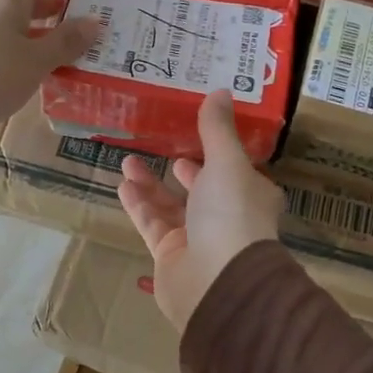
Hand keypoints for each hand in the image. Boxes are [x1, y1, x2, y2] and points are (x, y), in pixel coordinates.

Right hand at [117, 90, 284, 331]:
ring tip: (127, 160)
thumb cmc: (231, 214)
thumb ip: (217, 129)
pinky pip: (152, 224)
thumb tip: (220, 90)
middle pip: (201, 189)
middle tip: (159, 146)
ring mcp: (198, 240)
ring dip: (150, 183)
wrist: (218, 282)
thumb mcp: (227, 162)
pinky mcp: (171, 257)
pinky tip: (122, 185)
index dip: (217, 153)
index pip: (234, 171)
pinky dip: (138, 205)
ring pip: (171, 206)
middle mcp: (227, 218)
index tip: (196, 133)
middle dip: (181, 168)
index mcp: (250, 196)